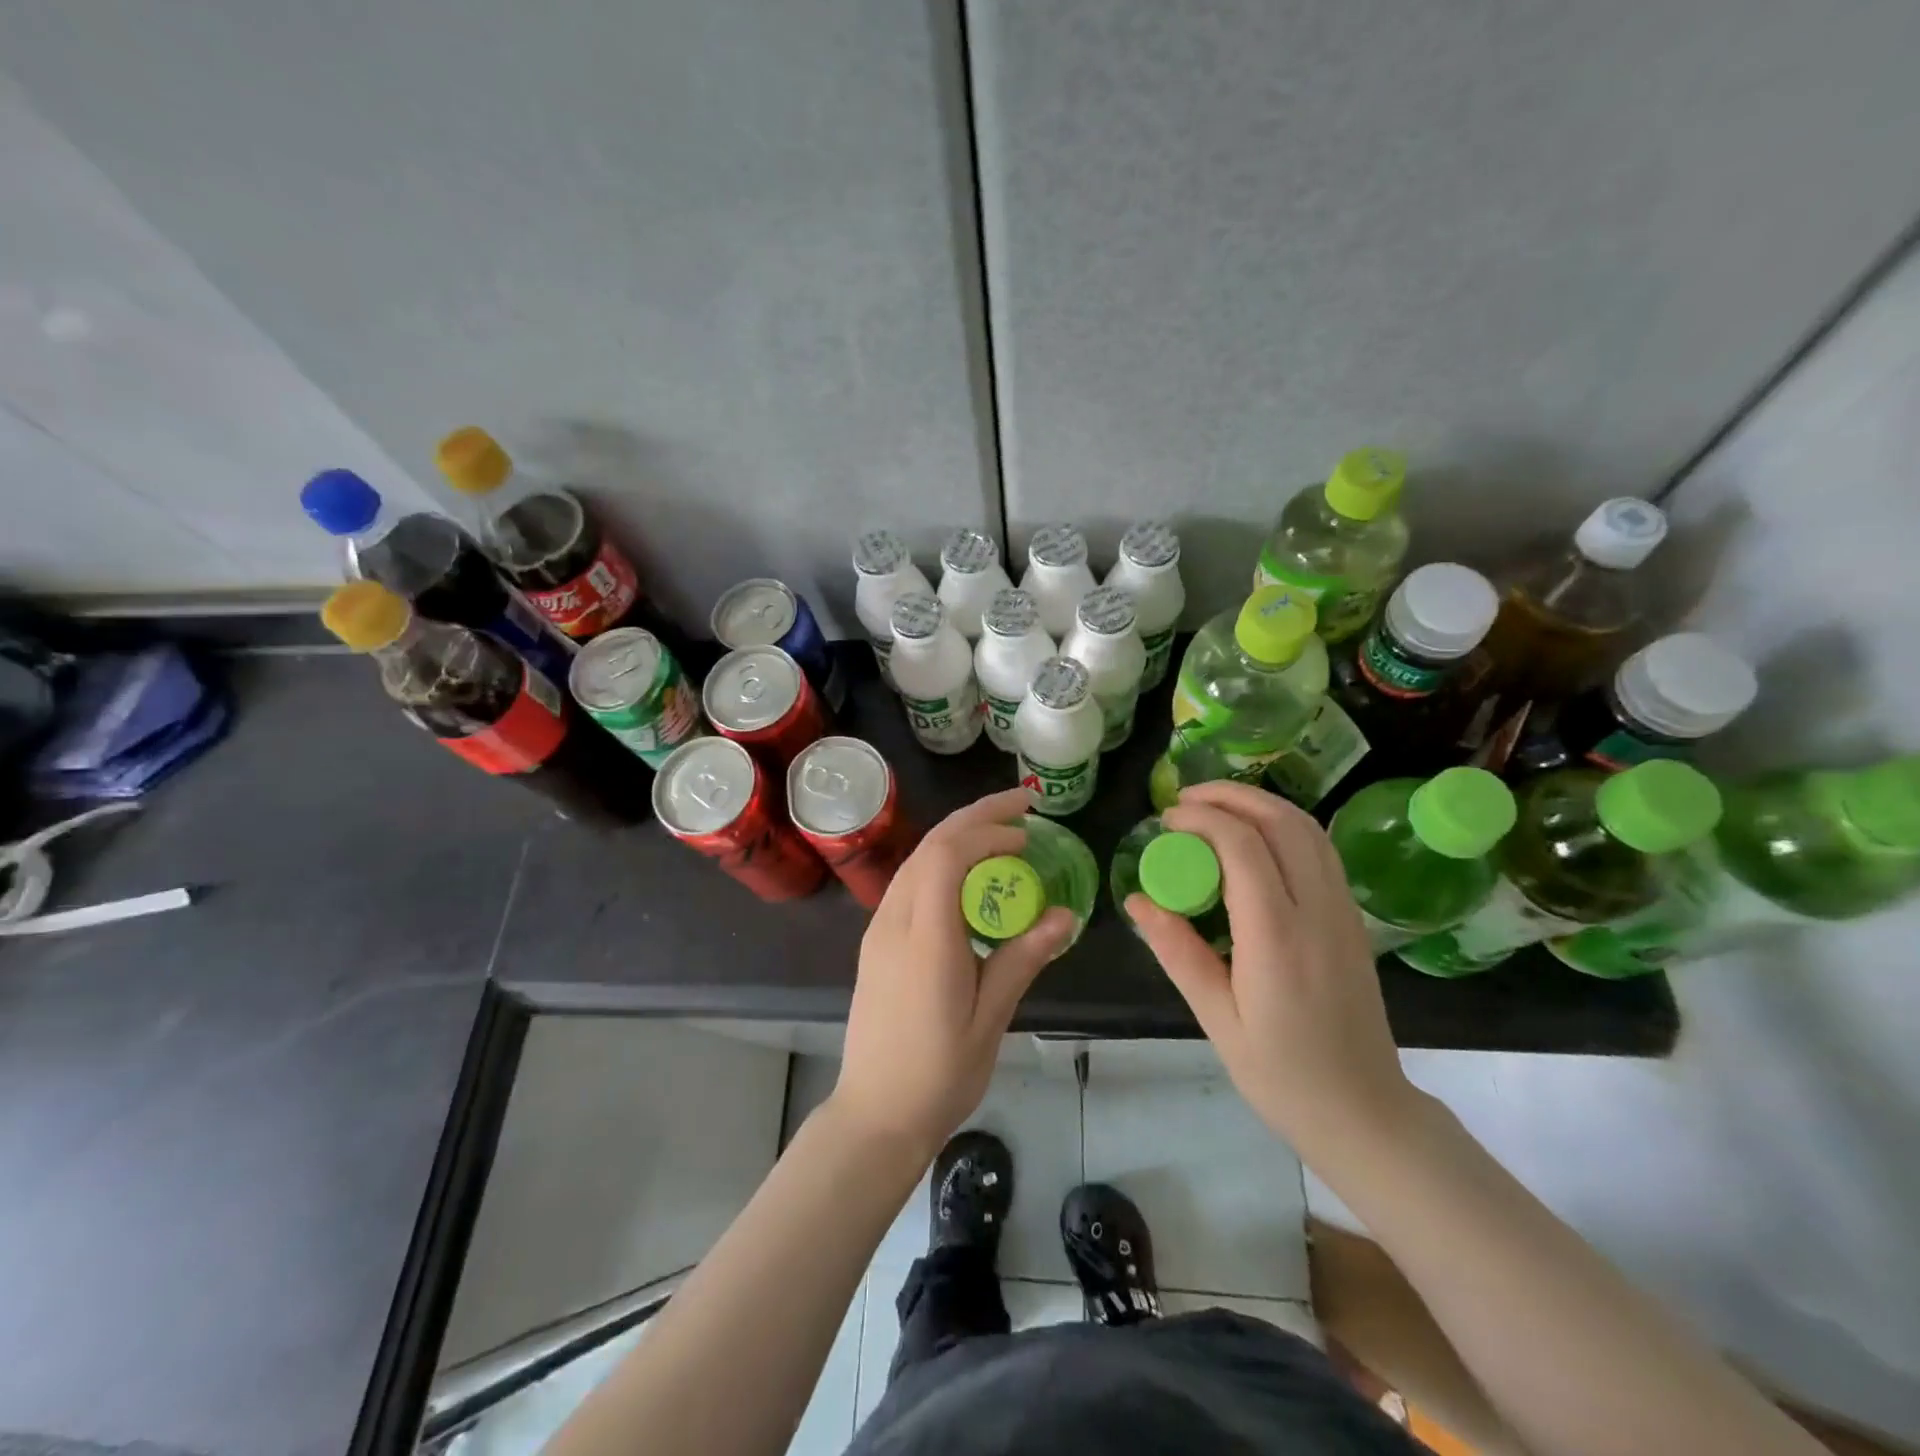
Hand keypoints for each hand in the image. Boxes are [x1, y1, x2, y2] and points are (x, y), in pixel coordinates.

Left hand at [832, 787, 1074, 1164]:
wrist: (875, 1114)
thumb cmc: (939, 1074)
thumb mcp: (991, 1019)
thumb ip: (1022, 959)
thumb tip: (1065, 914)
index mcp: (925, 939)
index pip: (947, 856)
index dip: (988, 832)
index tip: (1027, 835)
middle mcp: (894, 922)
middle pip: (930, 846)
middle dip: (976, 816)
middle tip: (1022, 804)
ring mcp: (879, 930)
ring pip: (916, 860)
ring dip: (958, 835)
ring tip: (1001, 830)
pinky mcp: (877, 941)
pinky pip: (910, 882)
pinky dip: (942, 862)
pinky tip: (970, 874)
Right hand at [1126, 781, 1416, 1157]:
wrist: (1365, 1113)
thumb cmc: (1282, 1076)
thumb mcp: (1217, 1020)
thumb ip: (1178, 952)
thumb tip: (1137, 900)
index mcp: (1278, 939)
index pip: (1243, 847)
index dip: (1202, 819)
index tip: (1167, 821)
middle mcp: (1318, 912)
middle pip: (1281, 822)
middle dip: (1231, 797)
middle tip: (1186, 801)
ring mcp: (1343, 912)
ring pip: (1308, 829)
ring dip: (1260, 805)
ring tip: (1215, 809)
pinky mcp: (1352, 919)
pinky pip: (1320, 851)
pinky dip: (1284, 826)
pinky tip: (1254, 839)